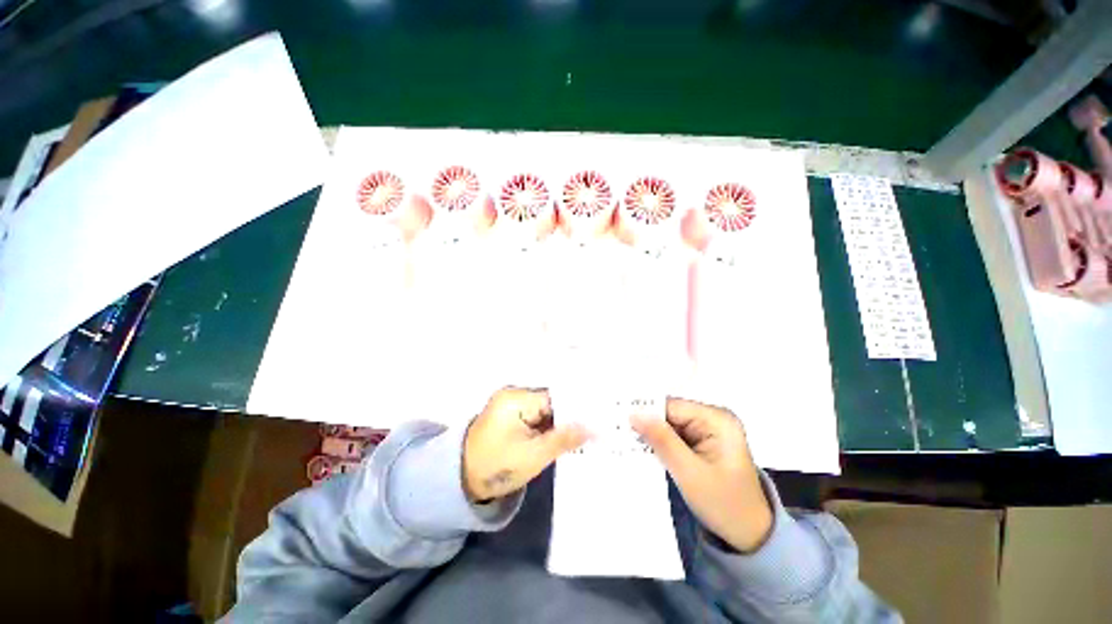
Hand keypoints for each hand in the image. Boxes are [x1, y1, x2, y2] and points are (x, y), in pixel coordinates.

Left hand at [463, 387, 588, 501]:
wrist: (462, 482)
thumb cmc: (496, 467)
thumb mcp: (533, 455)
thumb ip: (564, 438)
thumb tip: (595, 428)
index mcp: (516, 398)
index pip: (555, 398)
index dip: (577, 409)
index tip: (599, 419)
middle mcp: (515, 395)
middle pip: (552, 402)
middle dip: (571, 417)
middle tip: (598, 428)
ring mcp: (513, 405)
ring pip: (547, 411)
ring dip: (562, 423)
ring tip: (589, 432)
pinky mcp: (513, 416)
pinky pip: (538, 417)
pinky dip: (551, 428)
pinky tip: (568, 437)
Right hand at [631, 398, 772, 552]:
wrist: (750, 536)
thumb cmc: (724, 504)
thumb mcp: (689, 473)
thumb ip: (662, 440)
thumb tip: (634, 414)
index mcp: (718, 420)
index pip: (673, 406)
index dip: (646, 412)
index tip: (619, 418)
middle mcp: (713, 418)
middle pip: (670, 414)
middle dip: (647, 423)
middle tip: (618, 430)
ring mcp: (708, 430)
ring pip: (670, 425)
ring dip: (651, 434)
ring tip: (624, 439)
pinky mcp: (703, 442)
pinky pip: (675, 436)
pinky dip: (660, 443)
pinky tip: (642, 448)